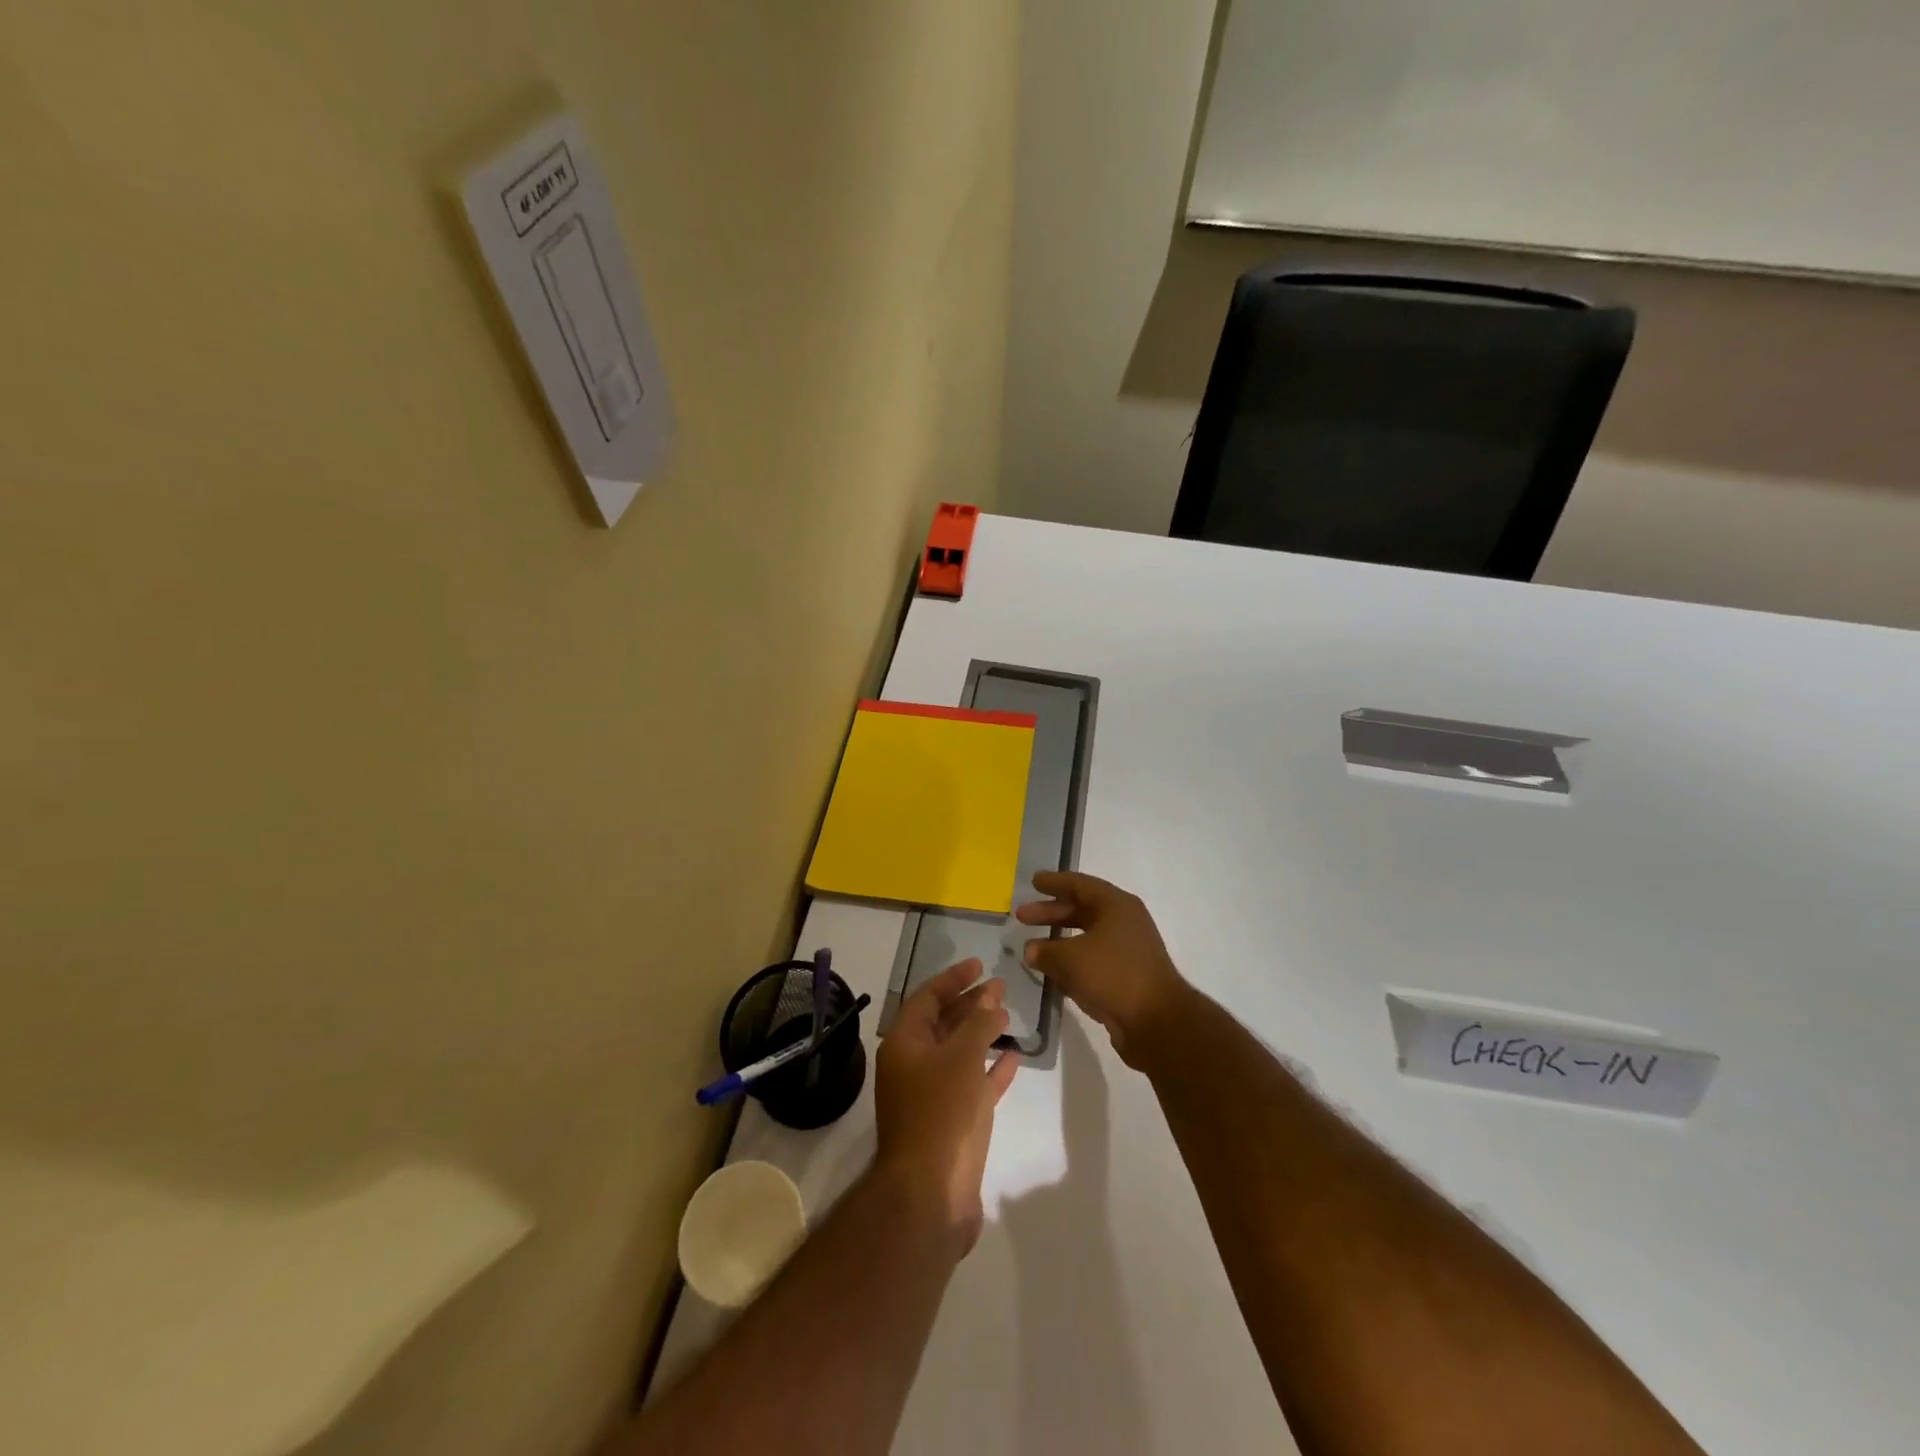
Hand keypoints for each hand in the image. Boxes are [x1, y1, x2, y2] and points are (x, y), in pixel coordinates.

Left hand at [873, 959, 1018, 1256]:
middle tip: (1000, 988)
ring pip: (958, 1053)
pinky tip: (1013, 1058)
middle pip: (942, 1023)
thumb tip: (991, 1000)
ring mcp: (932, 1095)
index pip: (927, 997)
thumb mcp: (961, 1057)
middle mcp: (913, 1066)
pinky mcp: (952, 1122)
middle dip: (970, 1003)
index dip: (953, 978)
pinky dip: (990, 1069)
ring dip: (982, 1033)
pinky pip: (972, 1084)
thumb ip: (978, 1023)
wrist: (930, 1194)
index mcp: (904, 1044)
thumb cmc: (941, 1112)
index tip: (980, 964)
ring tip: (1008, 1015)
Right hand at [1016, 871, 1192, 1068]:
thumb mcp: (1070, 959)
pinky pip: (1093, 961)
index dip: (1054, 882)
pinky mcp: (1127, 976)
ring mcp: (1128, 950)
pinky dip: (1072, 962)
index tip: (1034, 882)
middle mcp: (1125, 922)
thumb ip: (1045, 951)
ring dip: (1059, 941)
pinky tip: (1052, 973)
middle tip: (1022, 916)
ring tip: (1032, 948)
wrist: (1157, 1022)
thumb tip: (1031, 950)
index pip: (1079, 884)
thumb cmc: (1113, 975)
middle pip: (1081, 910)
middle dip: (1051, 913)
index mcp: (1116, 905)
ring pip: (1087, 937)